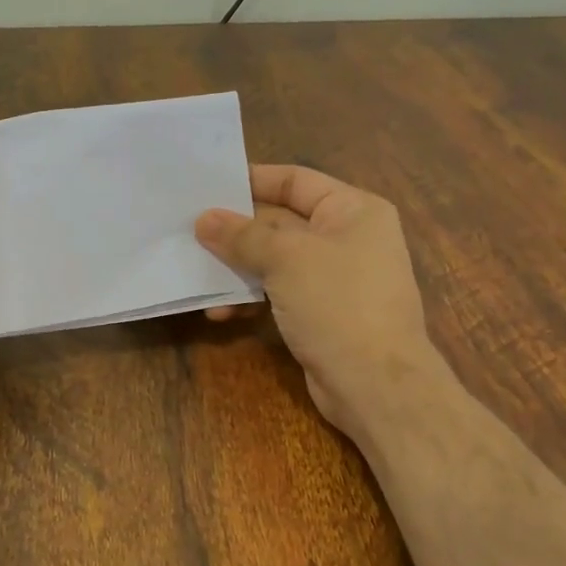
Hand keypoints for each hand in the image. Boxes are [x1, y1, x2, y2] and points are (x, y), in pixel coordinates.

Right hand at [196, 164, 437, 450]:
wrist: (376, 385)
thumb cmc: (338, 303)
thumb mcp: (286, 259)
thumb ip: (242, 236)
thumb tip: (203, 219)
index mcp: (353, 210)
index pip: (296, 181)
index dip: (253, 181)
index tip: (209, 186)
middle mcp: (347, 238)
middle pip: (280, 222)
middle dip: (236, 232)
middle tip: (190, 233)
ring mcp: (334, 278)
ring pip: (274, 261)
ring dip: (237, 270)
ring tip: (198, 277)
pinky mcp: (320, 313)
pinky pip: (278, 293)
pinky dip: (250, 298)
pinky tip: (221, 312)